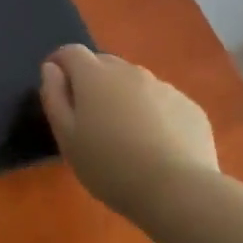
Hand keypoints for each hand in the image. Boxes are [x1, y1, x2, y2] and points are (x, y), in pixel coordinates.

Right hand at [39, 45, 219, 216]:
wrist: (177, 191)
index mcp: (95, 76)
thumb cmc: (109, 165)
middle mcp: (130, 72)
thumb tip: (51, 68)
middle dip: (91, 80)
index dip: (60, 64)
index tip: (56, 85)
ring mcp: (164, 87)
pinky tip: (155, 143)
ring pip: (135, 82)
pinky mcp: (190, 107)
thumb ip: (54, 96)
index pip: (71, 52)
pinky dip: (152, 112)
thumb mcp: (66, 137)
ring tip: (124, 132)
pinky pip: (162, 100)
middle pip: (104, 63)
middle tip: (89, 115)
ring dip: (123, 95)